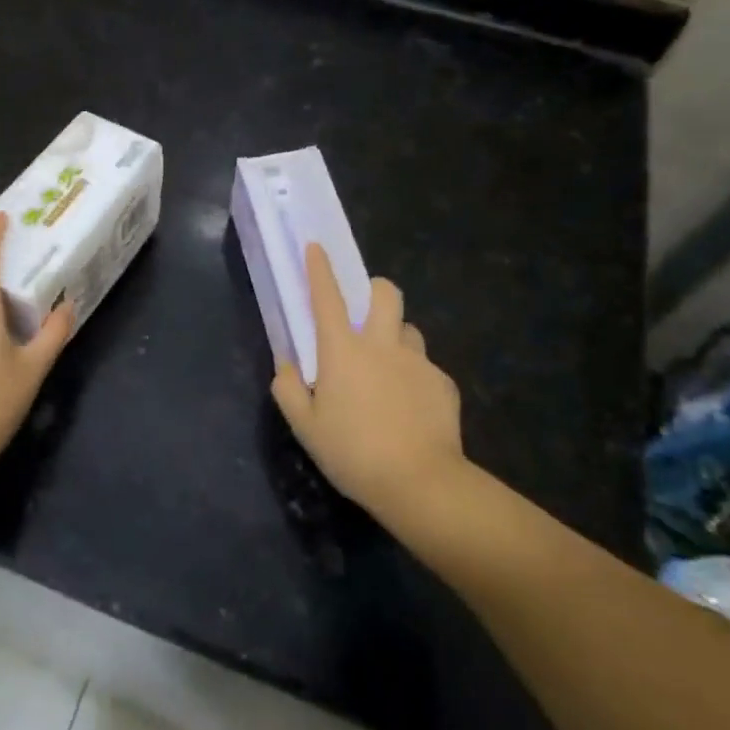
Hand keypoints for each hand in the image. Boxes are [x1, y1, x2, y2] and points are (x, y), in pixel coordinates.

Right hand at [271, 244, 465, 517]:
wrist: (420, 483)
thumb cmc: (353, 453)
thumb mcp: (305, 427)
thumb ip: (288, 390)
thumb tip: (285, 366)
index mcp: (342, 351)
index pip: (327, 298)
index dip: (320, 269)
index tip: (316, 247)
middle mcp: (381, 345)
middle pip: (386, 294)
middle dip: (376, 290)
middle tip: (367, 313)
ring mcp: (417, 361)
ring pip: (409, 330)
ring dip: (396, 339)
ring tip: (389, 371)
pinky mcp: (443, 383)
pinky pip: (426, 368)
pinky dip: (414, 378)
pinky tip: (410, 409)